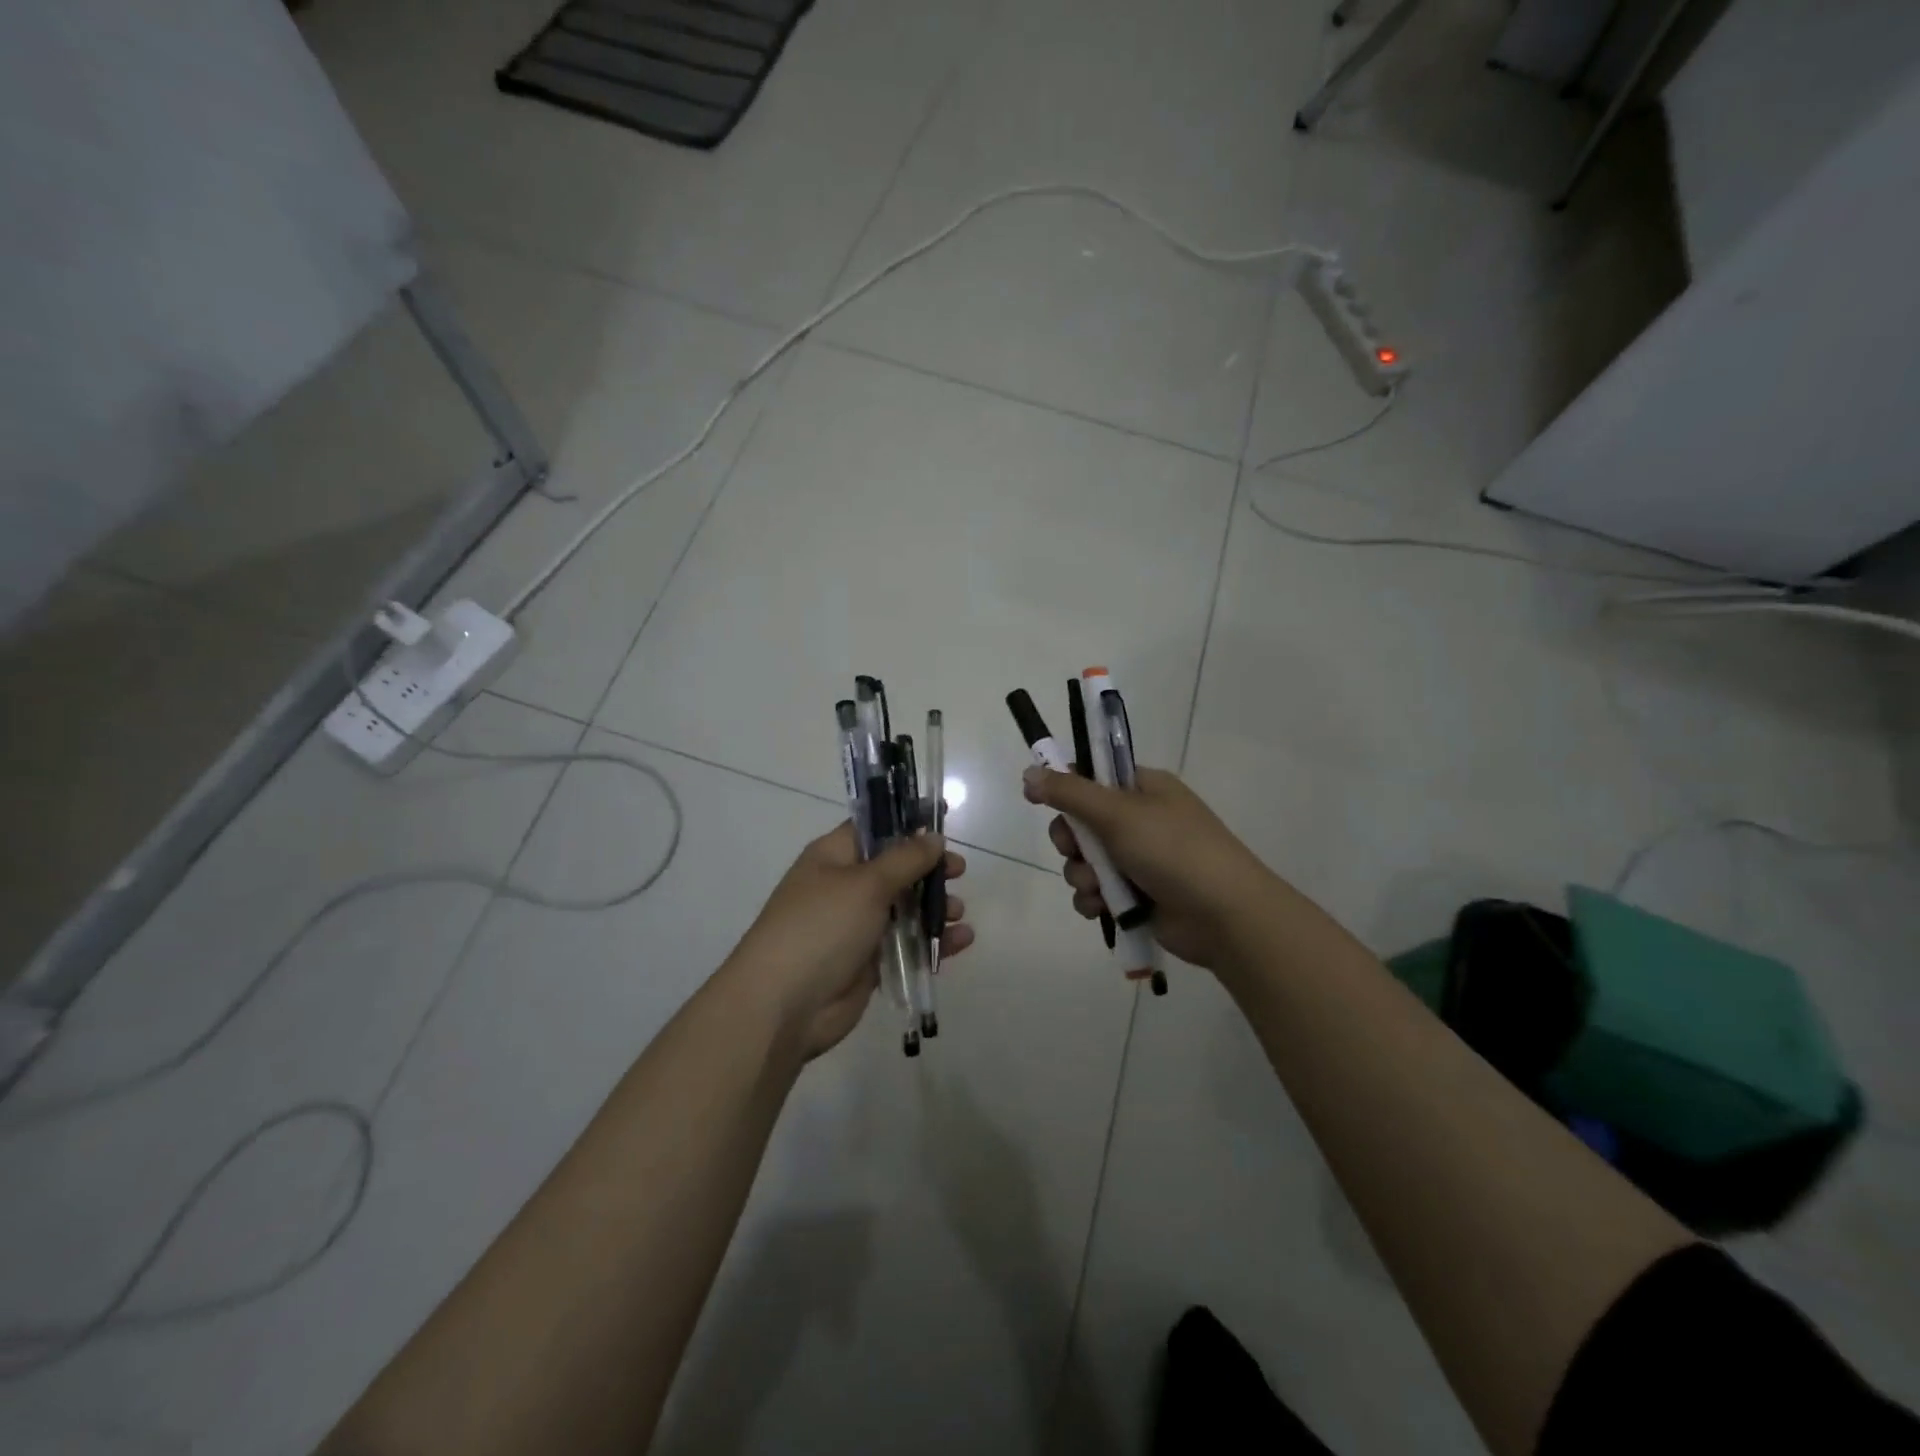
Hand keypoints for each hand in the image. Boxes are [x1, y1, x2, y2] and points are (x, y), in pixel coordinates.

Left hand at [725, 822, 971, 1059]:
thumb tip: (933, 837)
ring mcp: (856, 927)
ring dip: (934, 907)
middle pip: (895, 869)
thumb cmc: (821, 927)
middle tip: (959, 872)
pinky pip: (907, 944)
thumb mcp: (866, 884)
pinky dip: (933, 941)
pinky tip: (962, 941)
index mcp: (833, 857)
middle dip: (929, 869)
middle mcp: (844, 887)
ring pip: (904, 908)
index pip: (873, 829)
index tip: (942, 822)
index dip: (907, 824)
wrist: (783, 1005)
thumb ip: (905, 859)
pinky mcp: (868, 963)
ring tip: (958, 913)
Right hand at [1023, 764, 1276, 973]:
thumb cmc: (1173, 850)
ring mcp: (1139, 859)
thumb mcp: (1118, 813)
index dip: (1065, 787)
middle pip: (1081, 822)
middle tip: (1074, 849)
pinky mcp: (1137, 895)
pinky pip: (1097, 891)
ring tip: (1099, 887)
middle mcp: (1140, 820)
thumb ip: (1069, 792)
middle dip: (1071, 842)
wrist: (1223, 916)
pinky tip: (1101, 908)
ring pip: (1085, 861)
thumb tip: (1029, 773)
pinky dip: (1094, 899)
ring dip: (1082, 875)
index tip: (1038, 799)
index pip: (1093, 777)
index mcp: (1143, 788)